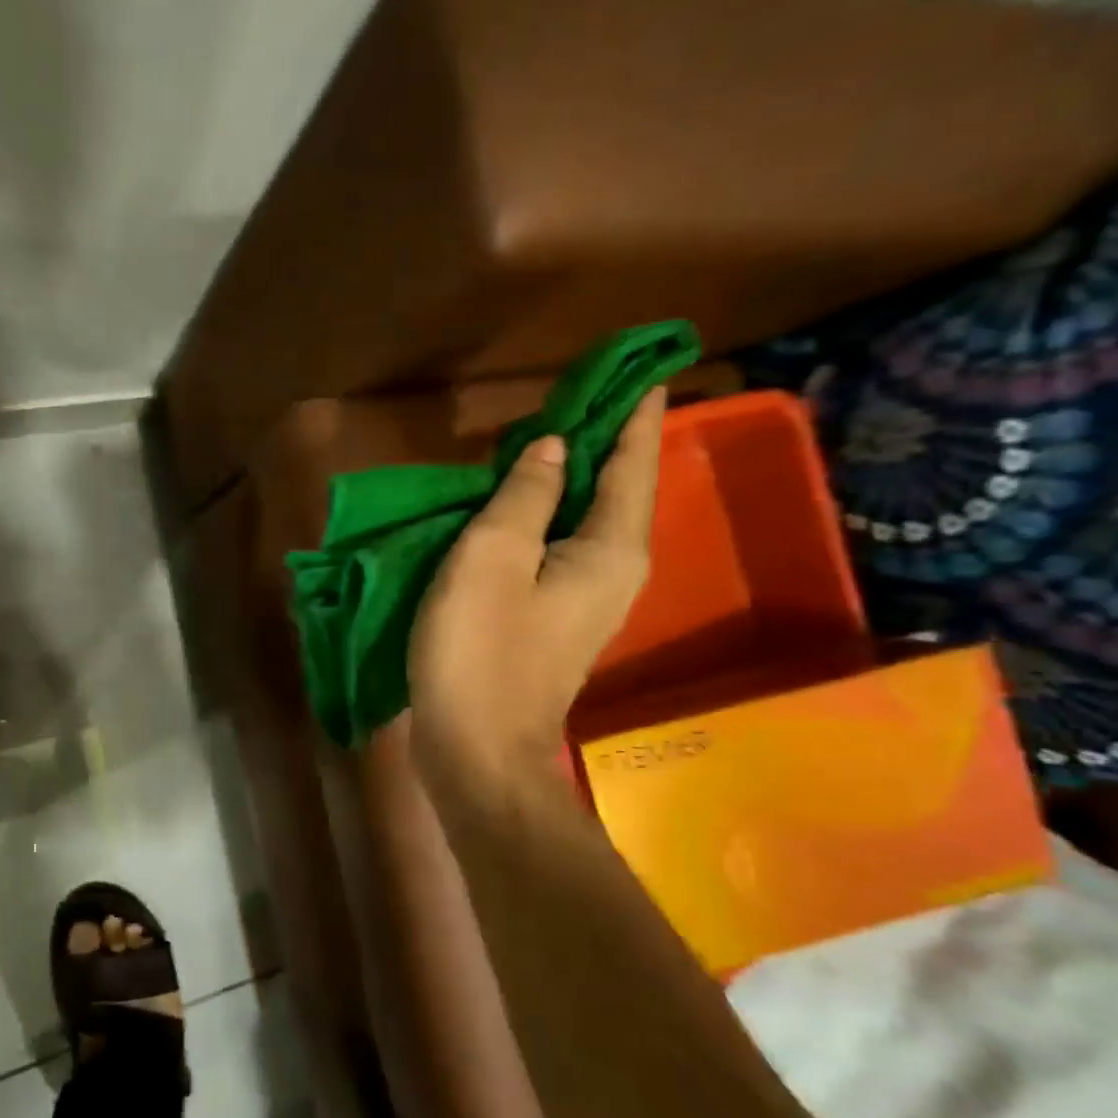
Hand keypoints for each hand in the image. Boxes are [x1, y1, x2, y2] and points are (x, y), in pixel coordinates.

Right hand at [409, 388, 664, 822]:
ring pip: (584, 518)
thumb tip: (554, 448)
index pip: (633, 461)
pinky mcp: (554, 618)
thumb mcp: (491, 558)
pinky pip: (558, 546)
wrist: (477, 750)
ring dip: (566, 476)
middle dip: (599, 439)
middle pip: (615, 488)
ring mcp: (586, 598)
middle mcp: (614, 569)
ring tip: (538, 436)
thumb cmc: (481, 650)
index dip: (634, 412)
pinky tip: (511, 503)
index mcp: (611, 547)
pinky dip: (542, 515)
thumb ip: (525, 495)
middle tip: (573, 393)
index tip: (640, 367)